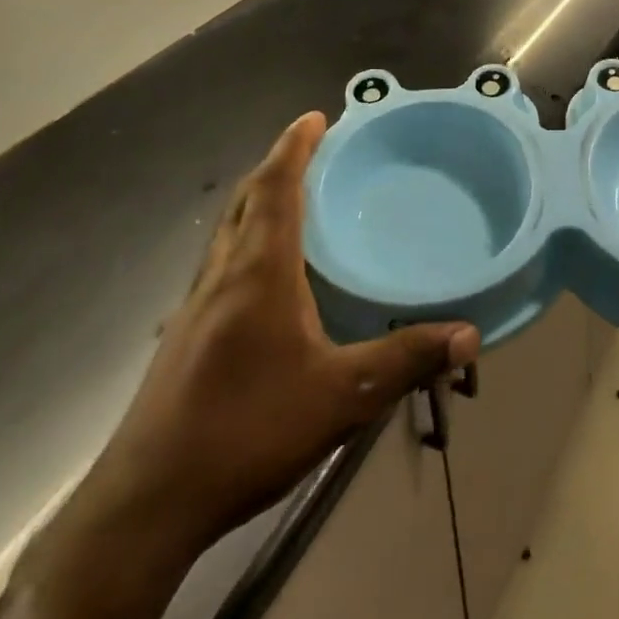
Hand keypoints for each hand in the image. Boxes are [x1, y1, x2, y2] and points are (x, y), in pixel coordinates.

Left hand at [64, 114, 479, 567]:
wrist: (148, 502)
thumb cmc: (248, 431)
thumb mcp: (342, 397)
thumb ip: (406, 360)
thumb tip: (470, 335)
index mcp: (258, 272)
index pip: (276, 188)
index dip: (295, 147)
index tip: (315, 116)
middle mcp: (222, 275)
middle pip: (246, 200)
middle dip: (277, 165)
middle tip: (311, 148)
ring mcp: (195, 305)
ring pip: (228, 230)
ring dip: (258, 200)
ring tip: (293, 197)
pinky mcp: (184, 335)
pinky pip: (221, 261)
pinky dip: (246, 238)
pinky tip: (266, 272)